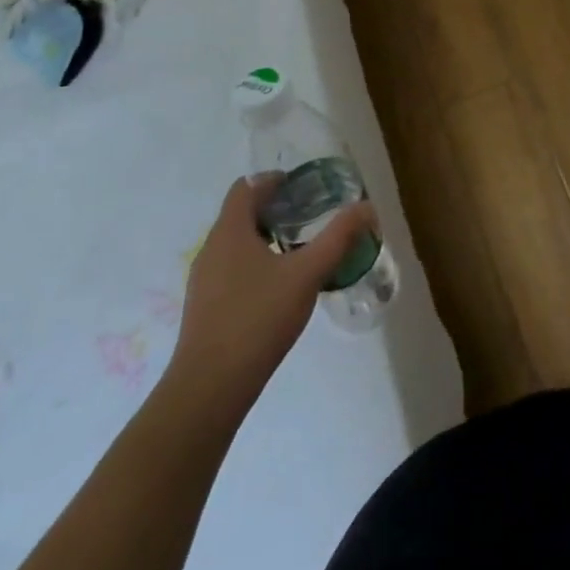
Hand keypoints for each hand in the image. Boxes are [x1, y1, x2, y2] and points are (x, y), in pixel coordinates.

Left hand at [162, 177, 373, 420]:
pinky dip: (255, 265)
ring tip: (300, 252)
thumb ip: (338, 237)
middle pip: (241, 214)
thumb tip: (366, 207)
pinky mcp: (204, 308)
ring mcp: (203, 281)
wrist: (209, 389)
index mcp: (230, 231)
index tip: (303, 188)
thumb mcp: (307, 274)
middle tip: (310, 218)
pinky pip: (231, 270)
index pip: (246, 187)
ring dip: (266, 239)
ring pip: (236, 244)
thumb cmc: (257, 319)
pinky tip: (279, 288)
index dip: (273, 180)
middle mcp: (211, 249)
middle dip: (275, 210)